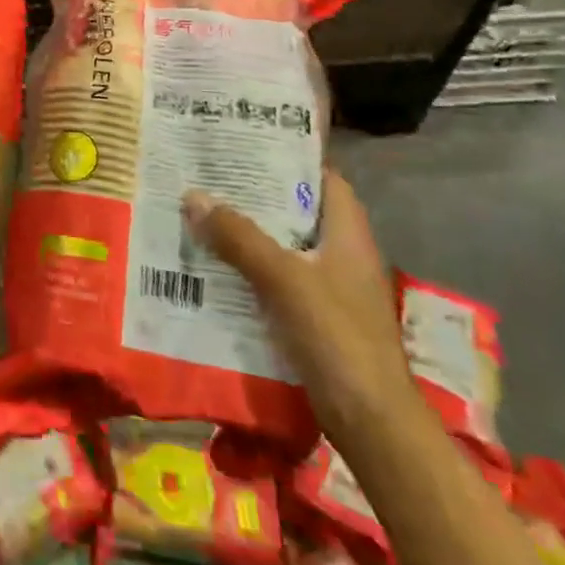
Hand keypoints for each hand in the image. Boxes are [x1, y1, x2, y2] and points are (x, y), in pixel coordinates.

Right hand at [182, 169, 413, 437]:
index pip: (325, 180)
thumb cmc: (337, 337)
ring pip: (283, 247)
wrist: (371, 421)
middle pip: (297, 212)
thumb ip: (239, 237)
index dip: (291, 158)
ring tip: (200, 214)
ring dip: (247, 234)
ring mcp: (330, 289)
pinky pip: (276, 280)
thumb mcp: (284, 279)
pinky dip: (248, 270)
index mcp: (348, 235)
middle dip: (256, 196)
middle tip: (209, 176)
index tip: (247, 143)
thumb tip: (193, 196)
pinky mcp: (315, 319)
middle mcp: (342, 255)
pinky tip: (212, 267)